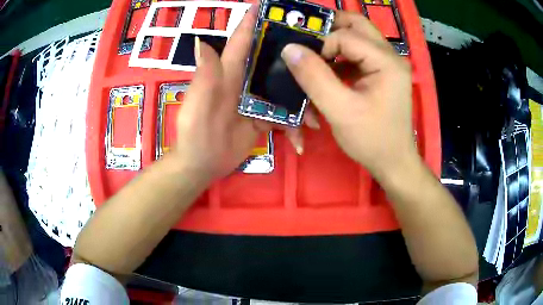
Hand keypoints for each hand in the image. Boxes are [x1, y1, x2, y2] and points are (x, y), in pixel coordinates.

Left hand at [173, 5, 320, 179]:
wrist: (201, 165)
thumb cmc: (194, 135)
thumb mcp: (196, 106)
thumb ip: (203, 77)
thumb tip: (202, 41)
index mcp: (228, 73)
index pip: (241, 41)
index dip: (253, 21)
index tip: (269, 5)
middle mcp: (245, 81)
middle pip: (271, 60)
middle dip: (292, 54)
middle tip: (319, 51)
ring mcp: (256, 101)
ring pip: (284, 89)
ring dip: (302, 100)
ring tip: (317, 116)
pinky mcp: (263, 119)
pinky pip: (284, 116)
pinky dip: (294, 127)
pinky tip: (301, 140)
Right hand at [280, 11, 417, 181]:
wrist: (393, 162)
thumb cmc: (371, 140)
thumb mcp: (340, 110)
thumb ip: (314, 77)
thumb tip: (289, 49)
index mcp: (386, 61)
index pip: (346, 36)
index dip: (321, 45)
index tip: (304, 63)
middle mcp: (390, 56)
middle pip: (357, 24)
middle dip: (329, 27)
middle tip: (306, 38)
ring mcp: (388, 63)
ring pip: (357, 36)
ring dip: (334, 42)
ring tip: (314, 55)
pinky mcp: (382, 72)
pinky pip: (358, 54)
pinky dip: (341, 57)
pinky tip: (328, 71)